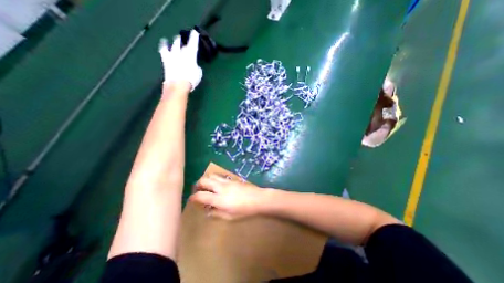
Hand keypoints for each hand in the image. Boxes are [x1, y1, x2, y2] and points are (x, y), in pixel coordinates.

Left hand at [159, 29, 201, 90]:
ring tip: (176, 39)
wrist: (177, 84)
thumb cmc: (191, 80)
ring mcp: (173, 55)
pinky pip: (164, 50)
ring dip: (176, 42)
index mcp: (191, 56)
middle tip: (185, 39)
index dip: (194, 38)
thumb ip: (197, 67)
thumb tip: (194, 65)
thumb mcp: (198, 74)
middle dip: (184, 42)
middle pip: (183, 45)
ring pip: (174, 45)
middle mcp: (181, 53)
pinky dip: (164, 46)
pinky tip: (164, 43)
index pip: (193, 44)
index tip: (195, 32)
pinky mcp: (166, 60)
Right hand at [190, 175, 266, 220]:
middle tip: (197, 189)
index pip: (201, 196)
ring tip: (205, 185)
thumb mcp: (229, 216)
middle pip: (204, 181)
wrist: (257, 198)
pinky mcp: (232, 179)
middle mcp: (221, 188)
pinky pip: (219, 176)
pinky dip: (214, 178)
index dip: (193, 197)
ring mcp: (227, 182)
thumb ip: (216, 213)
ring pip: (212, 175)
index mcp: (219, 199)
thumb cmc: (244, 210)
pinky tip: (216, 184)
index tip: (191, 199)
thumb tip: (208, 210)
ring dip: (206, 179)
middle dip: (197, 184)